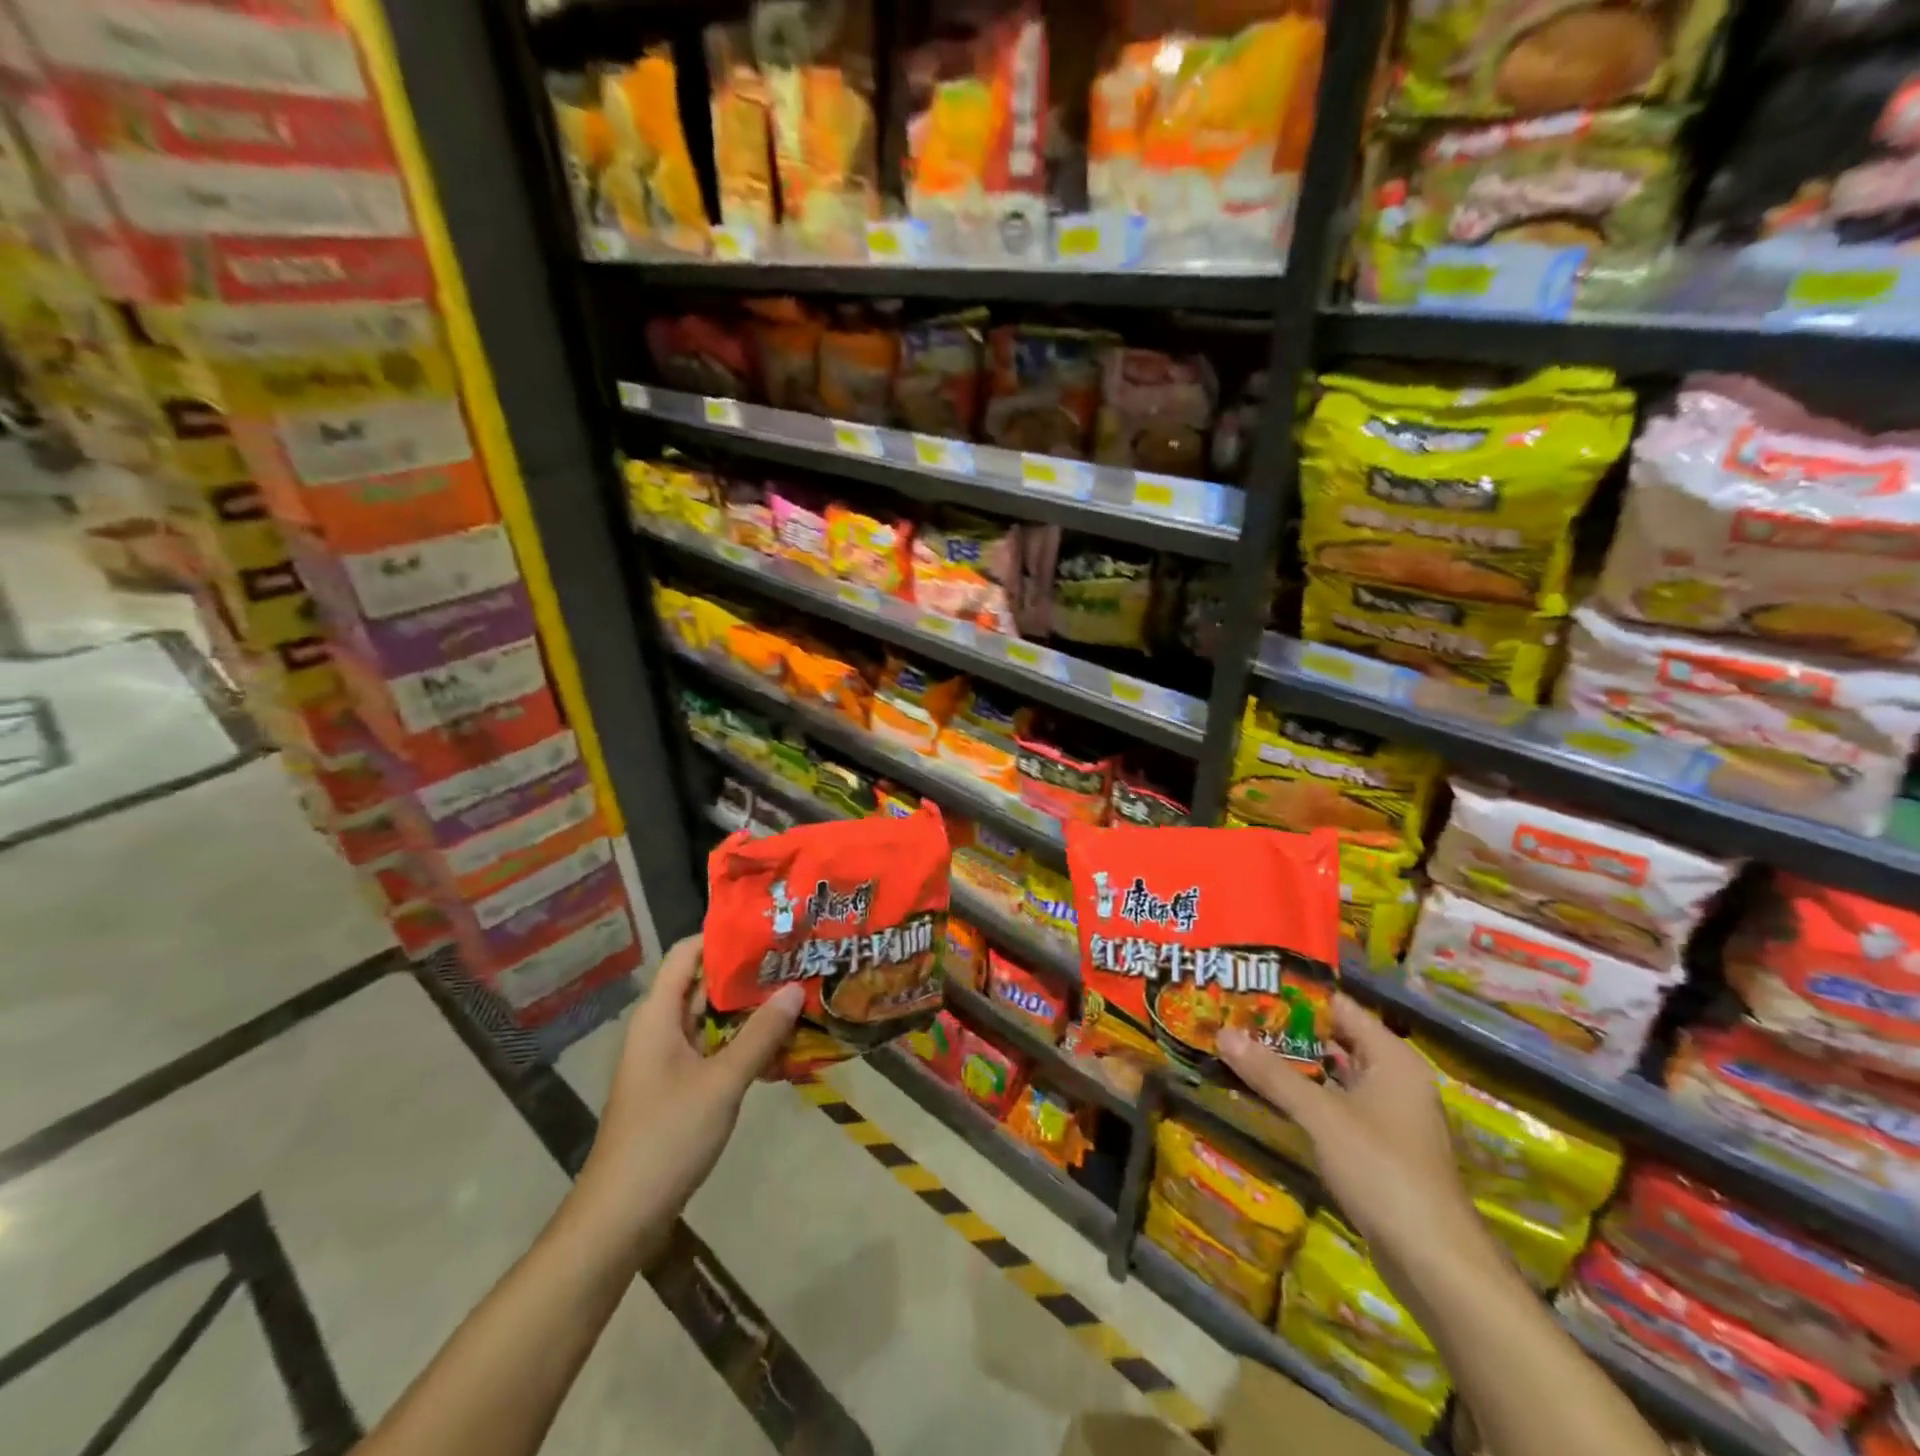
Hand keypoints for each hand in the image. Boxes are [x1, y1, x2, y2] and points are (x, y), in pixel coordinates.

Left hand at [574, 934, 803, 1260]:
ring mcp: (668, 1059)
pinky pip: (712, 1047)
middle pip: (702, 983)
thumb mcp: (722, 1083)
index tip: (769, 928)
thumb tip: (795, 988)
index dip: (724, 936)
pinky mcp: (677, 1085)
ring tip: (796, 991)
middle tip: (795, 959)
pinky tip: (778, 1041)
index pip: (688, 954)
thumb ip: (760, 1035)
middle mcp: (660, 1028)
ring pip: (711, 1018)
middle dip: (747, 972)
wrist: (620, 1217)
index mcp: (659, 1016)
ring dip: (748, 1008)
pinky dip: (741, 1039)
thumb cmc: (666, 1138)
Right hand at [1218, 994, 1484, 1277]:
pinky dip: (1306, 1096)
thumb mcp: (1321, 1116)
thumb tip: (1222, 1033)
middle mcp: (1394, 1079)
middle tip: (1237, 1013)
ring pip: (1334, 1075)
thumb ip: (1272, 1074)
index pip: (1340, 1007)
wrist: (1434, 1262)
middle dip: (1288, 1029)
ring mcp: (1388, 1116)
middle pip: (1335, 1040)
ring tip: (1244, 1046)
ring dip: (1294, 1064)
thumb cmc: (1383, 1170)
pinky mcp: (1378, 1148)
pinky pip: (1335, 1105)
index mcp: (1392, 1059)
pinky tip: (1269, 1093)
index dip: (1297, 995)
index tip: (1252, 984)